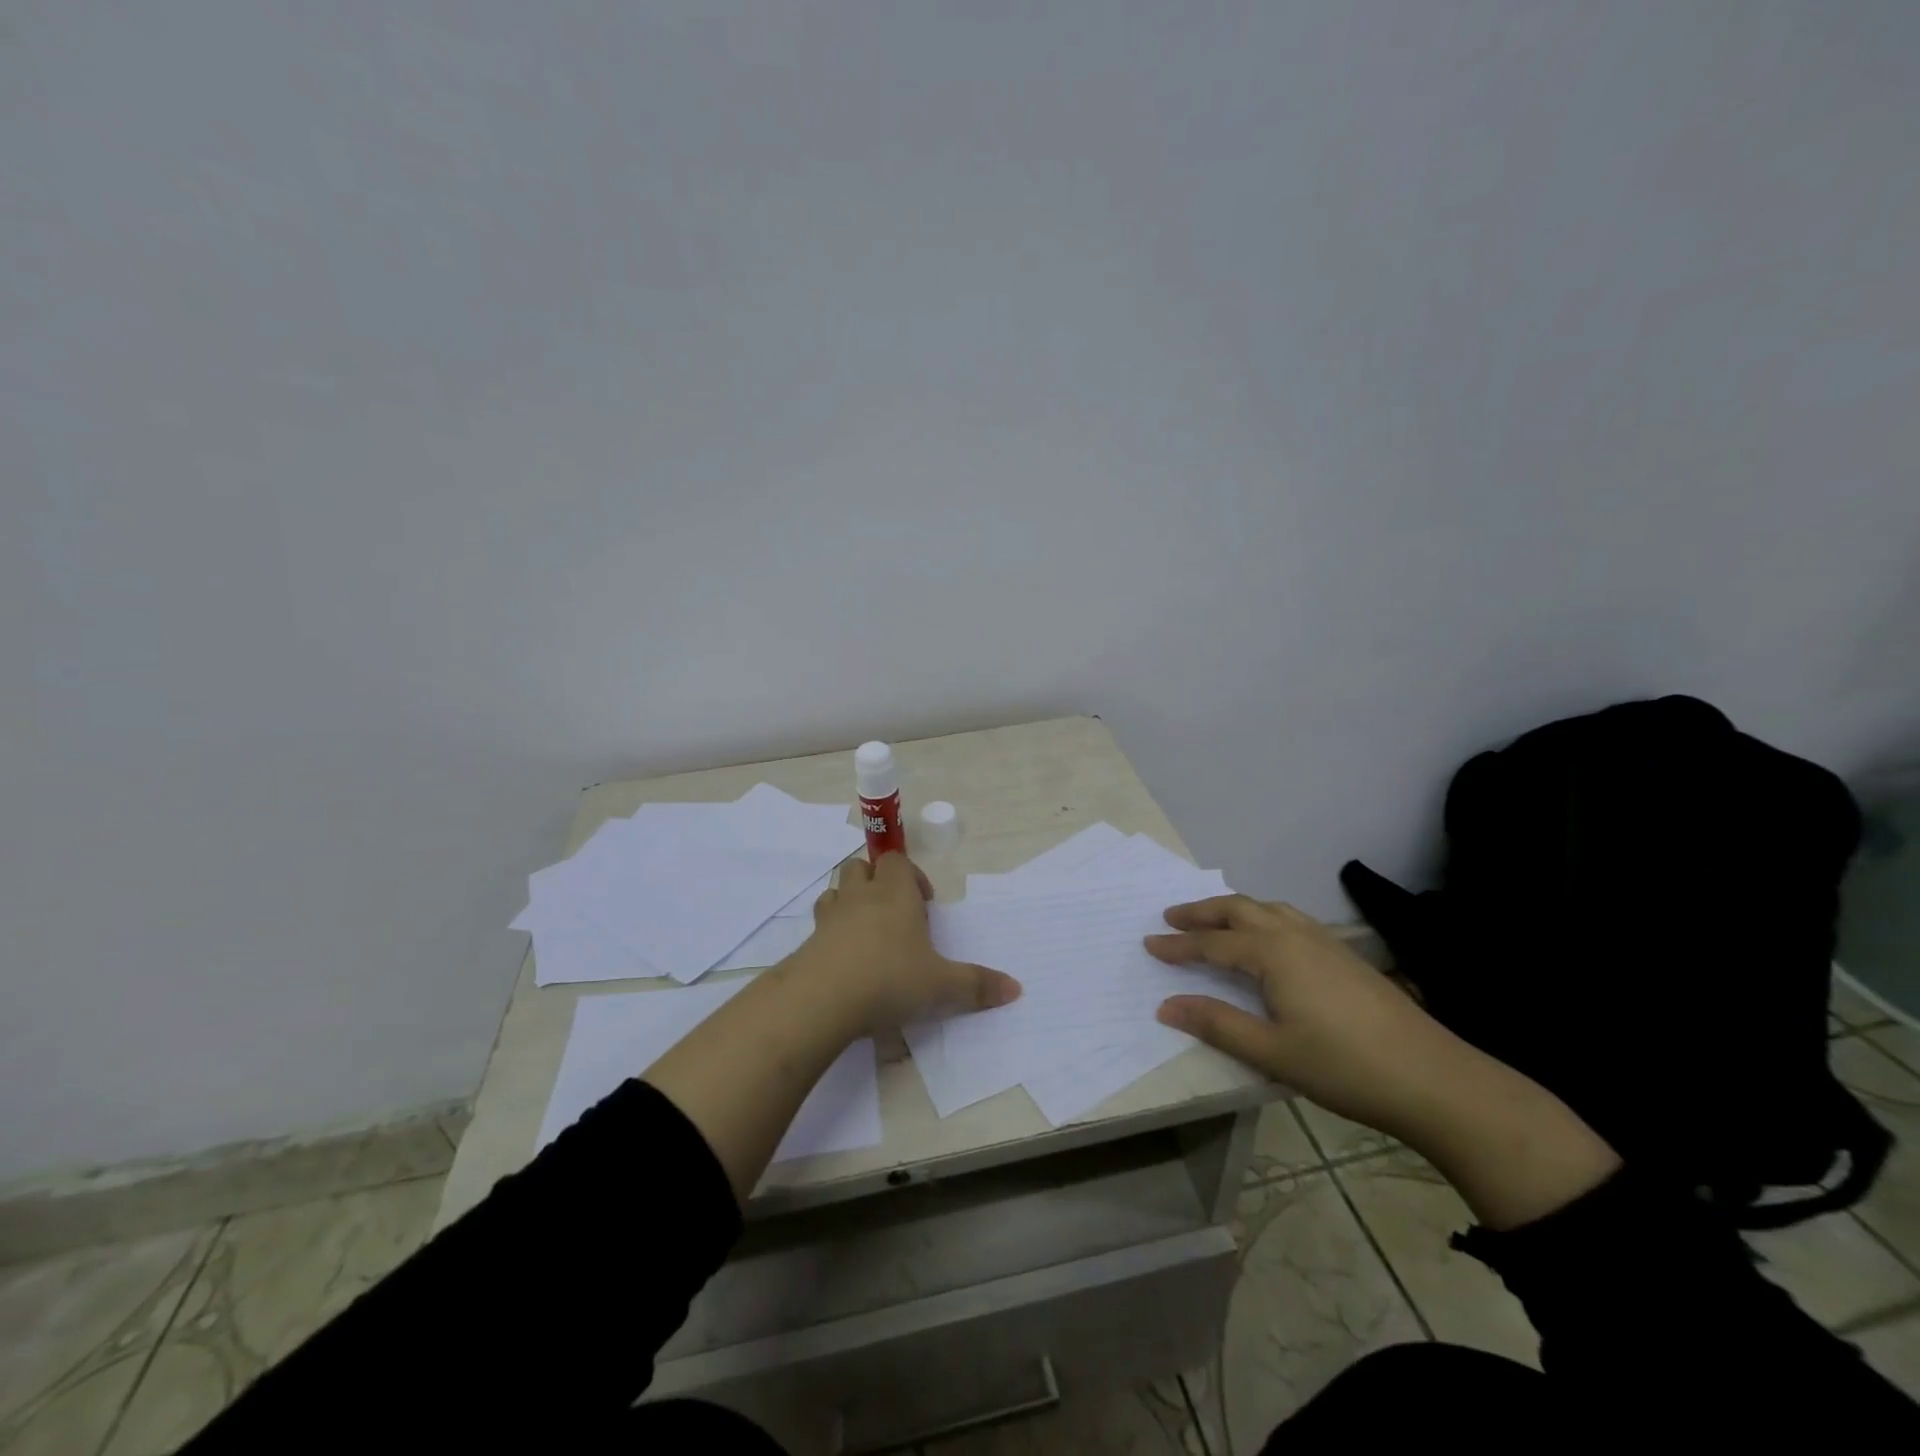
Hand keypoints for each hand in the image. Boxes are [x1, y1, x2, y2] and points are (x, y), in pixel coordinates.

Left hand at [798, 854, 1020, 1031]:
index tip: (925, 903)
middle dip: (877, 881)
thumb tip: (1016, 988)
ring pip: (836, 890)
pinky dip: (831, 932)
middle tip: (895, 914)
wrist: (822, 999)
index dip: (911, 875)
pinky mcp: (808, 942)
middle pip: (861, 867)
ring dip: (850, 902)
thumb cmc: (889, 980)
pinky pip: (819, 924)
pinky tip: (843, 959)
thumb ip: (977, 985)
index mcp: (895, 895)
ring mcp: (830, 917)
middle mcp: (861, 897)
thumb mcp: (942, 987)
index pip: (898, 861)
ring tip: (867, 933)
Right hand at [1145, 894, 1463, 1142]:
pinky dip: (1263, 917)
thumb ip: (1216, 1024)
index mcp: (1272, 953)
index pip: (1212, 943)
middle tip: (1171, 917)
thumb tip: (1166, 1005)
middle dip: (1202, 911)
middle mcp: (1295, 935)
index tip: (1148, 943)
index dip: (1178, 945)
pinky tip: (1268, 939)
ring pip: (1268, 908)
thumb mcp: (1272, 1052)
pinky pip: (1290, 918)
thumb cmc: (1344, 1067)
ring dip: (1233, 910)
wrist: (1433, 1078)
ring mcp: (1325, 941)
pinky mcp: (1345, 954)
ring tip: (1213, 921)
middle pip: (1238, 909)